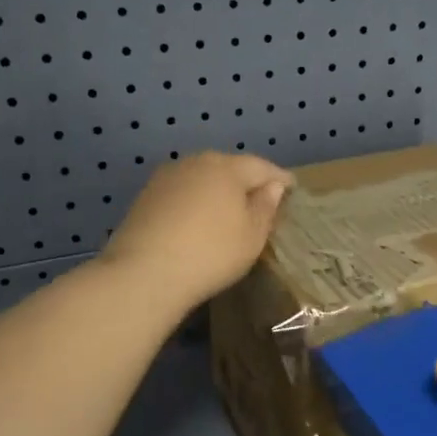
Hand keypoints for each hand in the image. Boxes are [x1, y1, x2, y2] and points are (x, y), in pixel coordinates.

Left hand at [102, 152, 293, 314]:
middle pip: (229, 168)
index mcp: (227, 167)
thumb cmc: (211, 253)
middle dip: (246, 182)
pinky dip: (195, 202)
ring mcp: (166, 177)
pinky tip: (198, 221)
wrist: (144, 273)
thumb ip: (265, 207)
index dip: (280, 179)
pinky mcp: (146, 196)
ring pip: (202, 178)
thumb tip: (272, 185)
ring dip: (218, 191)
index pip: (262, 167)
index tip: (292, 189)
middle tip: (261, 202)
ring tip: (229, 212)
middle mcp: (196, 162)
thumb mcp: (252, 236)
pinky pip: (182, 193)